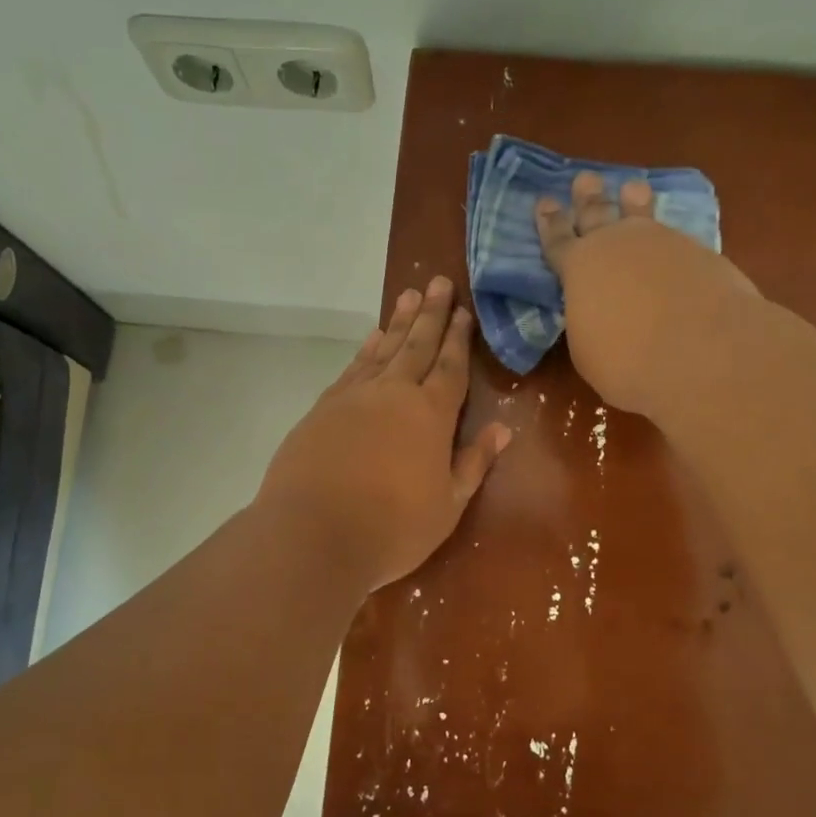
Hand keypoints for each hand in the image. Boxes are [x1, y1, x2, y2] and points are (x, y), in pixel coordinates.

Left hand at [258, 276, 510, 590]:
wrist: (313, 535)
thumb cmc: (392, 527)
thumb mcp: (448, 504)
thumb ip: (474, 462)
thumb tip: (502, 428)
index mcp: (431, 415)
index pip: (450, 366)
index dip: (458, 338)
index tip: (463, 311)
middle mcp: (393, 394)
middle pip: (416, 345)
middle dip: (430, 313)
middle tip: (437, 281)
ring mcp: (353, 397)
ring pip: (382, 349)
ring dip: (398, 322)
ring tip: (408, 295)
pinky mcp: (322, 408)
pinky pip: (352, 367)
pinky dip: (365, 349)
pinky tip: (371, 339)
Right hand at [536, 172, 760, 416]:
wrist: (700, 350)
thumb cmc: (626, 360)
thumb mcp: (588, 349)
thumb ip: (588, 321)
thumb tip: (598, 314)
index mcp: (579, 267)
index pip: (557, 241)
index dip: (549, 223)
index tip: (544, 202)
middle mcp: (617, 244)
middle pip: (598, 214)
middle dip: (589, 198)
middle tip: (585, 179)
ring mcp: (662, 243)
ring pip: (642, 215)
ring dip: (634, 201)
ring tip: (632, 187)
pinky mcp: (700, 253)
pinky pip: (675, 236)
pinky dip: (669, 235)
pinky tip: (672, 237)